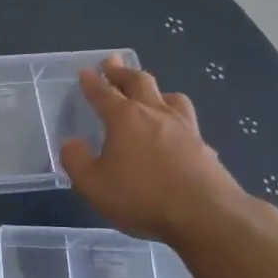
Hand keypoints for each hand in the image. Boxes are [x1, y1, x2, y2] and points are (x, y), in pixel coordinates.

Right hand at [59, 56, 254, 248]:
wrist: (206, 215)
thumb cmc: (141, 196)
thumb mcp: (93, 184)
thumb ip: (76, 161)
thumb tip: (71, 143)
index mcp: (124, 118)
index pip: (103, 93)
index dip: (92, 82)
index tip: (85, 71)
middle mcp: (154, 114)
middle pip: (139, 82)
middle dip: (122, 72)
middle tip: (113, 63)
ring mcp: (184, 128)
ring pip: (170, 97)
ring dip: (157, 90)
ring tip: (152, 92)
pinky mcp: (204, 147)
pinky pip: (188, 122)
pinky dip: (177, 119)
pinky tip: (177, 131)